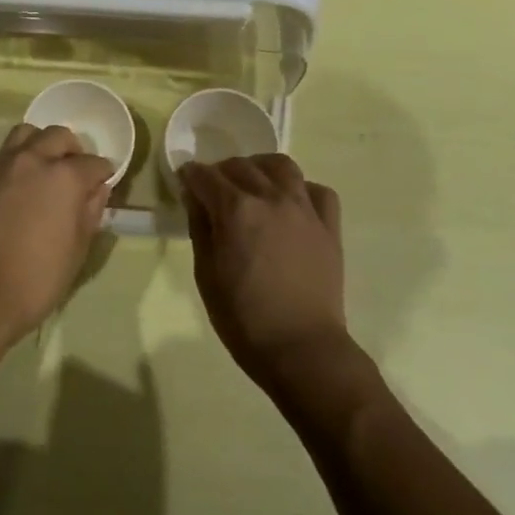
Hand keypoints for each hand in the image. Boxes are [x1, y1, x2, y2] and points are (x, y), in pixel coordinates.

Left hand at [0, 124, 114, 352]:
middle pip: (60, 136)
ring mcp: (2, 164)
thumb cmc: (38, 276)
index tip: (102, 185)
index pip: (94, 163)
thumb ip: (91, 211)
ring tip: (44, 168)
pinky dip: (16, 159)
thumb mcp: (78, 249)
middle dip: (73, 151)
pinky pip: (3, 153)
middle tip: (75, 173)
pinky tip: (18, 183)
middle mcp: (34, 159)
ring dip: (41, 145)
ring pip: (27, 134)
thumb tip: (98, 189)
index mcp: (65, 176)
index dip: (102, 175)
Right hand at [179, 154, 348, 392]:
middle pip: (240, 166)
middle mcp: (271, 197)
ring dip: (260, 168)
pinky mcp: (329, 226)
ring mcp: (304, 208)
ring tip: (253, 184)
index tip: (185, 182)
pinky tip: (291, 203)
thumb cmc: (243, 318)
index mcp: (236, 209)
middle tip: (213, 190)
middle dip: (220, 172)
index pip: (205, 176)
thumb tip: (195, 197)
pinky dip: (300, 189)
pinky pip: (317, 190)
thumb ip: (200, 227)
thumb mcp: (206, 274)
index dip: (190, 176)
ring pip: (281, 166)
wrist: (302, 349)